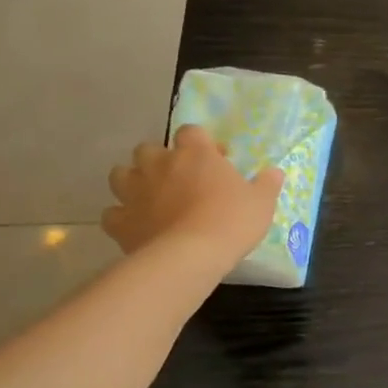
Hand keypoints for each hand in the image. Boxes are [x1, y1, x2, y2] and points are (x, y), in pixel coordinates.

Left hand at [101, 128, 284, 257]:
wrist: (190, 256)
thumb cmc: (231, 221)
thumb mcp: (262, 202)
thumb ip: (266, 184)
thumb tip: (275, 172)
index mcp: (195, 153)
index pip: (191, 132)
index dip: (201, 143)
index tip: (216, 160)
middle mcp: (159, 164)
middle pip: (148, 149)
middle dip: (159, 159)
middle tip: (178, 179)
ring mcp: (135, 191)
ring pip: (121, 174)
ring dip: (133, 181)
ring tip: (150, 197)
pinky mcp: (120, 221)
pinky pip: (113, 213)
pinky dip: (121, 216)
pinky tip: (135, 226)